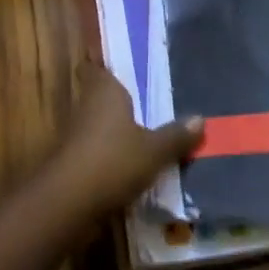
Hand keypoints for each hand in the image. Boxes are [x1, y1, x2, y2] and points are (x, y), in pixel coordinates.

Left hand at [45, 62, 203, 221]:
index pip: (99, 67)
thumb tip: (200, 118)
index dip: (107, 65)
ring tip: (145, 132)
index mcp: (106, 90)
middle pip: (101, 96)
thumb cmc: (112, 161)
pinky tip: (130, 164)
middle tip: (148, 100)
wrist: (67, 204)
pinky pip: (97, 149)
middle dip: (120, 100)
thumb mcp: (154, 151)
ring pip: (99, 124)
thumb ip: (175, 135)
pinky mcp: (72, 162)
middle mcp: (87, 105)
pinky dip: (110, 154)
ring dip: (115, 129)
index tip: (124, 65)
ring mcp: (76, 134)